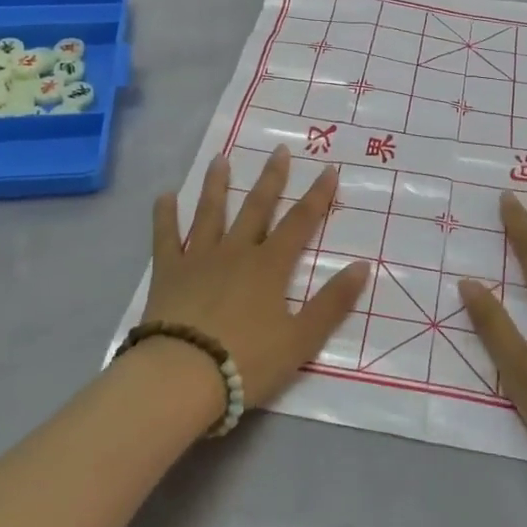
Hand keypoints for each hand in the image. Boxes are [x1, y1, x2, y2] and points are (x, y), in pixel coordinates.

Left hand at [146, 146, 371, 410]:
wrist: (183, 377)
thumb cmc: (246, 361)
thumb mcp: (301, 339)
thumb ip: (332, 302)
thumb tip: (362, 265)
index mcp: (269, 266)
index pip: (300, 222)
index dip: (317, 196)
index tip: (329, 169)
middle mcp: (236, 252)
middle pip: (257, 208)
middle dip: (271, 178)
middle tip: (279, 150)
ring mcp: (199, 259)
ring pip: (211, 213)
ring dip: (217, 185)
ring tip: (220, 159)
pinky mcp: (168, 273)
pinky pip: (166, 238)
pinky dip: (164, 216)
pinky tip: (164, 196)